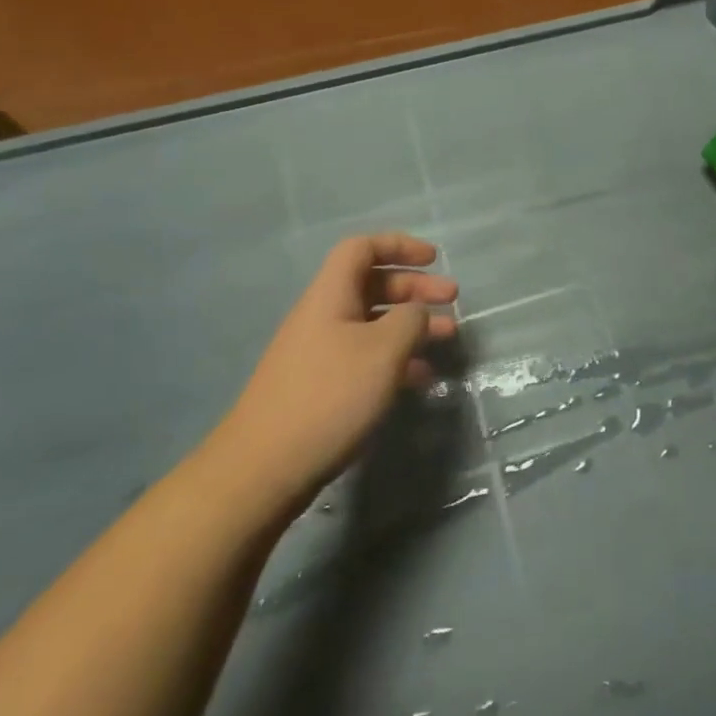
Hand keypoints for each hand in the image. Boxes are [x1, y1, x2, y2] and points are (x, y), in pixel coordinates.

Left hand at [207, 233, 457, 515]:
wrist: (263, 469)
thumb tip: (417, 312)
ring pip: (373, 324)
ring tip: (447, 338)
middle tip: (452, 300)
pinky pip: (365, 357)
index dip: (399, 245)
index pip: (362, 248)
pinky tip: (420, 378)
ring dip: (411, 325)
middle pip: (372, 285)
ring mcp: (319, 354)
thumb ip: (410, 320)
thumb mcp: (383, 350)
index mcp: (330, 296)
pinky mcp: (320, 388)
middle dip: (415, 288)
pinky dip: (396, 358)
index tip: (434, 259)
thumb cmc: (329, 396)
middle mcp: (322, 317)